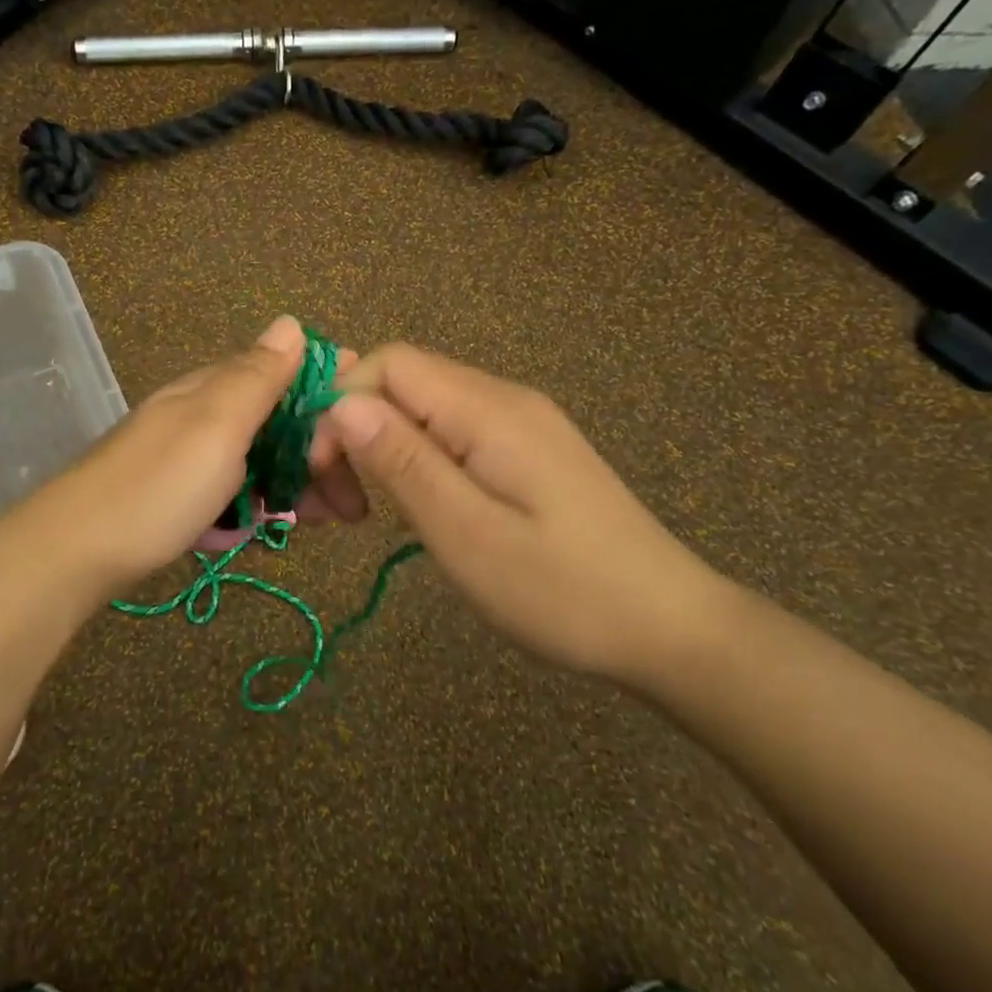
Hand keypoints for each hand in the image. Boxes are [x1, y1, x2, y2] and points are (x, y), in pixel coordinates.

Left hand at [28, 316, 366, 597]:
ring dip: (301, 483)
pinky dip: (267, 502)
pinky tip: (284, 523)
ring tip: (334, 518)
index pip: (284, 373)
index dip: (328, 396)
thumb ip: (256, 376)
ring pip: (262, 457)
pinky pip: (239, 487)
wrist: (76, 552)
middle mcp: (204, 413)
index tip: (368, 428)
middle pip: (278, 421)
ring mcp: (191, 455)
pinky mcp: (182, 493)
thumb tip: (292, 322)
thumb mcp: (216, 425)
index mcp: (214, 388)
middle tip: (354, 503)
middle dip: (322, 454)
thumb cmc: (157, 487)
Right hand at [323, 344, 728, 680]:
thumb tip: (342, 403)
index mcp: (487, 409)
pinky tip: (411, 506)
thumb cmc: (563, 591)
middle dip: (351, 430)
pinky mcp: (523, 449)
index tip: (322, 473)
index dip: (340, 404)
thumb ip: (404, 462)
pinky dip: (411, 460)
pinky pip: (448, 431)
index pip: (387, 363)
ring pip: (419, 407)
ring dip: (377, 448)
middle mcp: (501, 399)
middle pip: (399, 381)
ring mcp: (516, 422)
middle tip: (336, 507)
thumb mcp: (468, 534)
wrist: (669, 627)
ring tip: (361, 514)